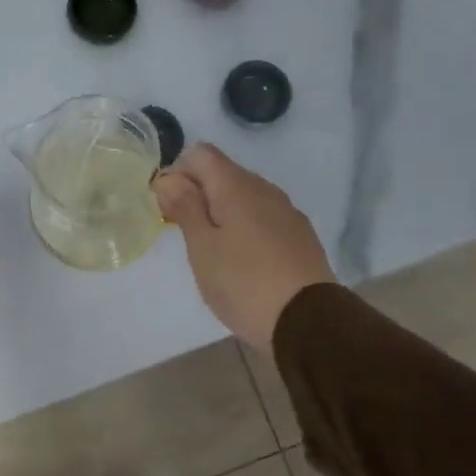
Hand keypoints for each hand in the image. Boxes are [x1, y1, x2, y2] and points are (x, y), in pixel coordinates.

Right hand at [153, 144, 335, 351]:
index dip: (177, 173)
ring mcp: (287, 212)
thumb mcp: (202, 248)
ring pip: (244, 197)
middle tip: (185, 235)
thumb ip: (185, 207)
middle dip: (198, 194)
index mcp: (236, 186)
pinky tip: (242, 262)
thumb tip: (168, 178)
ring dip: (222, 213)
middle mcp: (265, 189)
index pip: (200, 154)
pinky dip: (245, 228)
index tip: (168, 209)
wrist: (307, 321)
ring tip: (212, 252)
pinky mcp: (300, 235)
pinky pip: (263, 218)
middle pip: (223, 174)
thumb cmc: (243, 283)